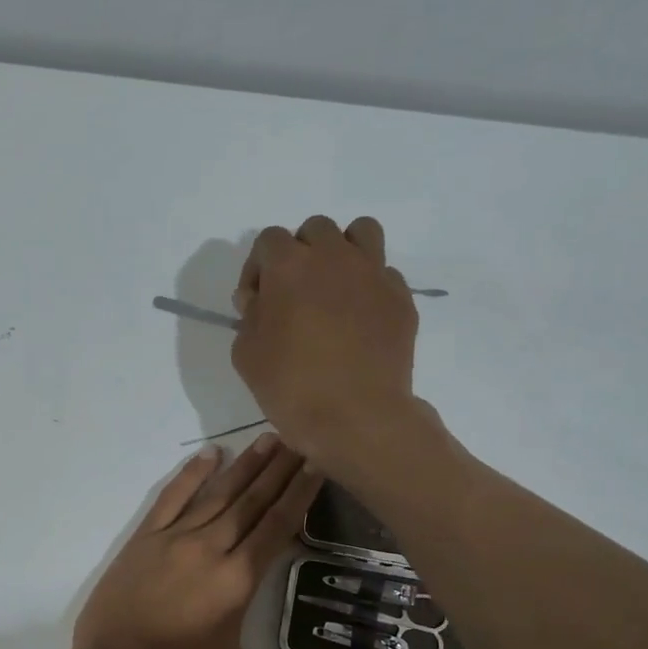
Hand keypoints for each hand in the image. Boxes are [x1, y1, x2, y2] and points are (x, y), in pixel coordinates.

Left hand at [71, 434, 367, 648]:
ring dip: (244, 466)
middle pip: (251, 501)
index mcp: (237, 580)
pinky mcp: (142, 541)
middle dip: (279, 469)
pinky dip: (190, 475)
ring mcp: (172, 540)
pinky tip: (208, 455)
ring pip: (216, 494)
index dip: (300, 492)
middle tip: (301, 436)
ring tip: (268, 438)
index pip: (277, 525)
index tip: (318, 461)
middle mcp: (209, 549)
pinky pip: (170, 499)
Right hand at [231, 215, 422, 465]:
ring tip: (334, 288)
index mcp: (289, 266)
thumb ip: (249, 317)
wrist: (357, 418)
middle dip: (300, 254)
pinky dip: (369, 287)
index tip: (255, 302)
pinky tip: (360, 319)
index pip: (268, 240)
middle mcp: (334, 257)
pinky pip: (384, 274)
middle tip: (294, 294)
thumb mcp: (246, 356)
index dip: (257, 269)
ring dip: (342, 252)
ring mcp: (374, 274)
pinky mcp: (401, 298)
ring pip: (360, 234)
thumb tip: (260, 300)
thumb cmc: (291, 388)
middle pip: (315, 230)